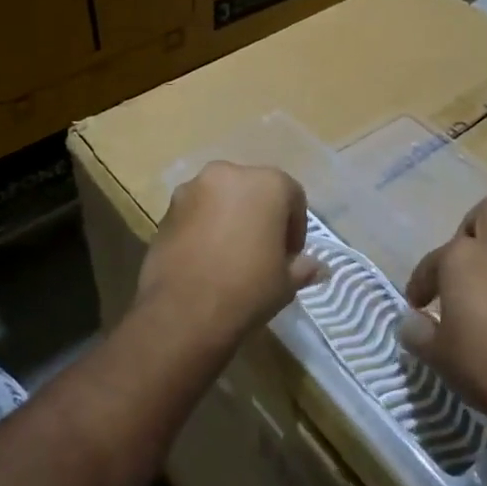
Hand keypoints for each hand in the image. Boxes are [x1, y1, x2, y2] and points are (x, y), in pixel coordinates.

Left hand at [138, 162, 321, 348]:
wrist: (184, 311)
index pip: (292, 196)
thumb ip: (303, 267)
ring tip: (231, 254)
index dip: (295, 228)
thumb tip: (318, 268)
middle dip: (261, 215)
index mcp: (267, 183)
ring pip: (222, 198)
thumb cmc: (248, 289)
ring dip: (230, 217)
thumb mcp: (286, 282)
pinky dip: (204, 226)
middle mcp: (229, 174)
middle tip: (263, 250)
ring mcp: (193, 188)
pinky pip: (196, 212)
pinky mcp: (167, 209)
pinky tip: (206, 257)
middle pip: (254, 190)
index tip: (290, 255)